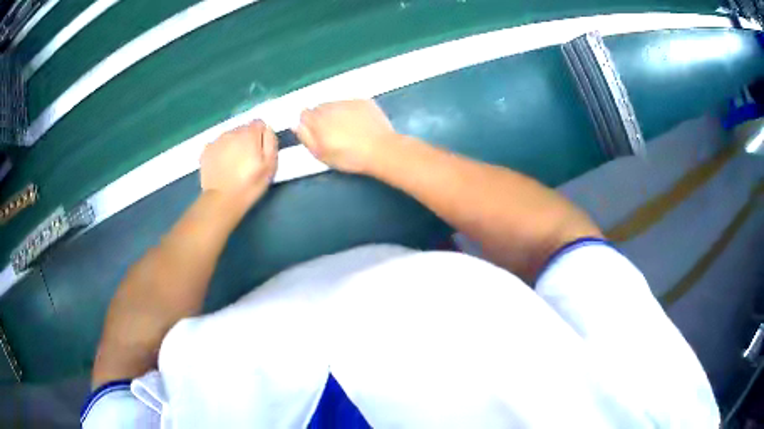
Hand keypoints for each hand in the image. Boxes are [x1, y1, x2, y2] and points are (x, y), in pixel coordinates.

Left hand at [200, 120, 277, 204]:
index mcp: (249, 134)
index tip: (260, 151)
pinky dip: (220, 152)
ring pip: (229, 136)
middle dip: (246, 140)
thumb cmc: (250, 185)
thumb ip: (271, 142)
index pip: (259, 123)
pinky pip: (217, 145)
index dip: (261, 136)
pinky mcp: (206, 150)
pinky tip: (222, 166)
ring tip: (233, 164)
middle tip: (247, 160)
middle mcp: (232, 132)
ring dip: (232, 145)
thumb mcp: (270, 165)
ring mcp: (217, 140)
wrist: (221, 200)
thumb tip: (267, 129)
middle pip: (243, 129)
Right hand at [293, 100, 397, 173]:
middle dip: (323, 118)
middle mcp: (331, 106)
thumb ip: (306, 138)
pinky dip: (352, 111)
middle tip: (334, 134)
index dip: (309, 125)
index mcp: (317, 120)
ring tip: (348, 130)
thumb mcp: (321, 154)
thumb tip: (296, 125)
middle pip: (319, 108)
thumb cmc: (349, 157)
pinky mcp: (364, 101)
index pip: (304, 114)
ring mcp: (348, 101)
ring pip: (335, 104)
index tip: (317, 135)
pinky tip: (360, 124)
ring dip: (337, 113)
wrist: (381, 150)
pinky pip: (351, 103)